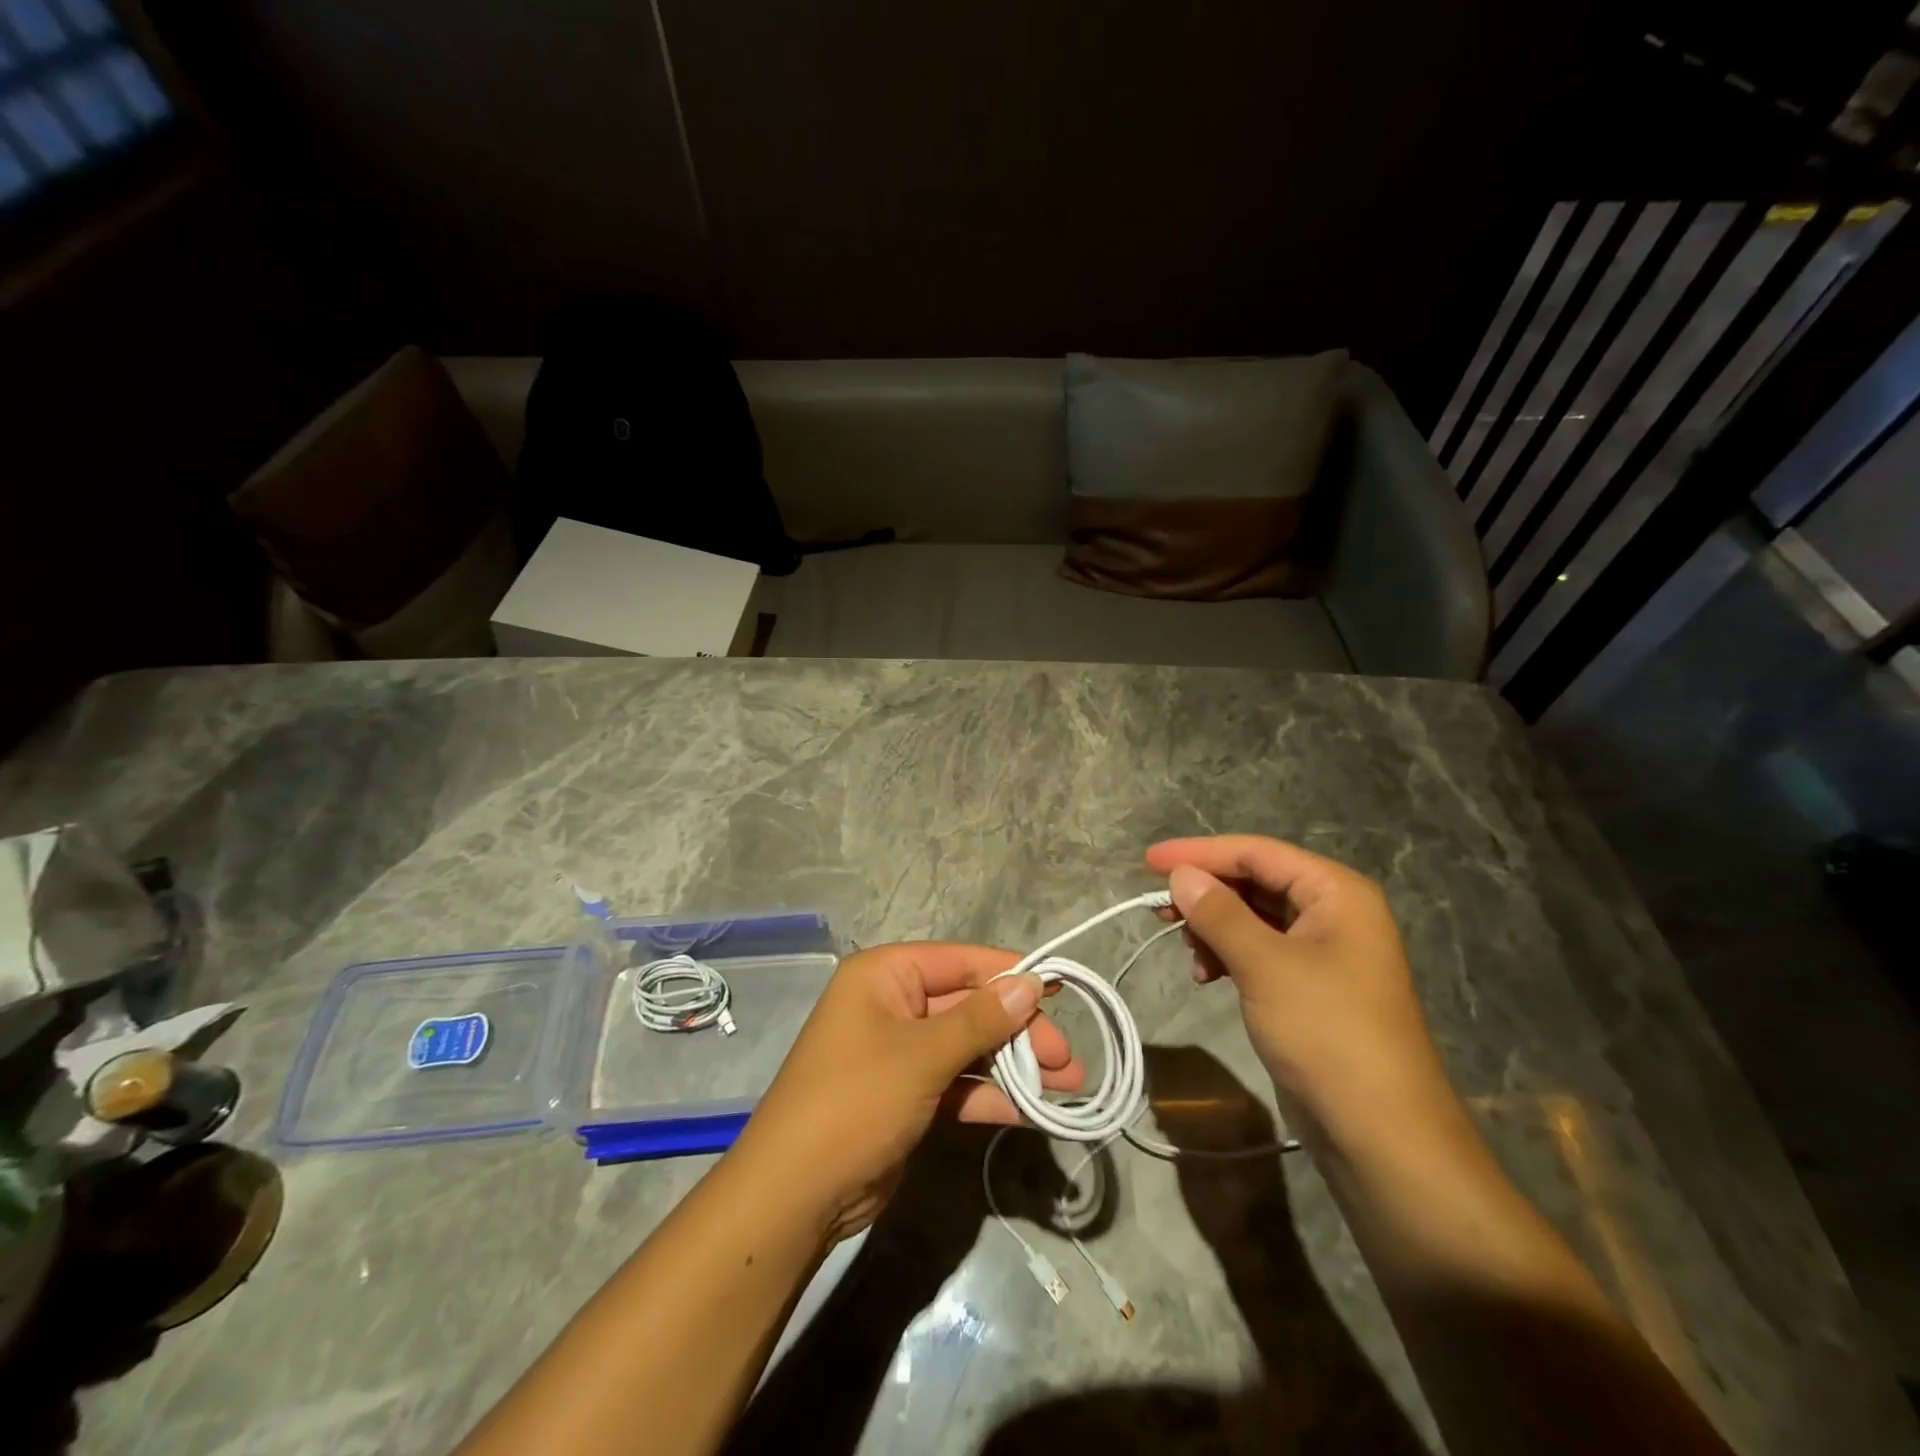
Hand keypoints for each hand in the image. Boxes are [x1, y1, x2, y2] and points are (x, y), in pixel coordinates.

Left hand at [728, 942, 1083, 1241]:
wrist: (796, 1196)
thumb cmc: (856, 1101)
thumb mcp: (922, 1055)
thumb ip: (981, 1018)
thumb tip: (1031, 982)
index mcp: (885, 976)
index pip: (960, 962)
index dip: (1010, 973)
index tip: (1060, 988)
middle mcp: (893, 1006)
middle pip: (969, 1006)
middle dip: (1019, 1030)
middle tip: (1067, 1059)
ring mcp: (900, 1054)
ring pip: (968, 1048)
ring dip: (1014, 1065)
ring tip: (1067, 1086)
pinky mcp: (908, 1096)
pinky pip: (957, 1084)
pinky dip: (990, 1095)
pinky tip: (1031, 1111)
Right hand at [1146, 835, 1455, 1151]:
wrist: (1382, 1134)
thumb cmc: (1327, 1033)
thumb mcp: (1266, 966)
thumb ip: (1219, 913)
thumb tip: (1181, 875)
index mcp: (1336, 892)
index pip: (1257, 853)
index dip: (1200, 853)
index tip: (1149, 861)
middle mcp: (1333, 912)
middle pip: (1255, 881)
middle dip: (1206, 893)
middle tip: (1158, 909)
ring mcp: (1324, 951)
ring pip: (1254, 917)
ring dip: (1214, 927)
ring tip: (1187, 952)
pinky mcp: (1310, 985)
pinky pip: (1260, 950)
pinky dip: (1229, 954)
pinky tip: (1207, 974)